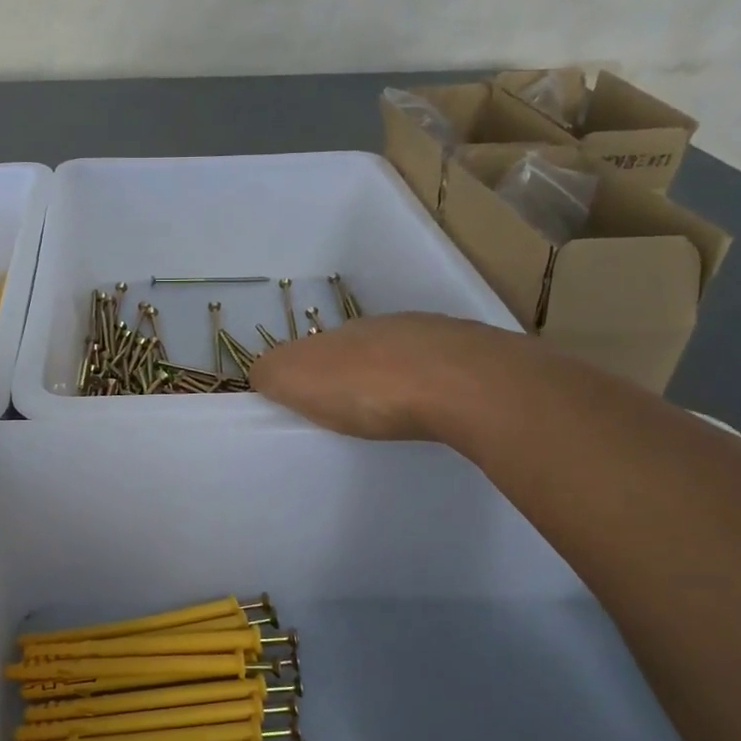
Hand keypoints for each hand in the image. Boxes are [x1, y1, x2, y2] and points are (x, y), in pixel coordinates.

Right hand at [249, 312, 518, 440]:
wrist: (467, 385)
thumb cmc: (370, 388)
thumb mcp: (297, 380)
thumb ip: (271, 374)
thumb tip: (264, 373)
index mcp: (342, 332)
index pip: (312, 348)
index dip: (305, 374)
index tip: (307, 403)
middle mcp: (387, 326)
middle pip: (358, 350)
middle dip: (350, 375)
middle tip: (349, 412)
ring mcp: (435, 337)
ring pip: (403, 357)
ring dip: (395, 380)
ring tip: (395, 414)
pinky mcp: (476, 357)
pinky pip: (443, 371)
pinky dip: (433, 388)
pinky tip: (436, 410)